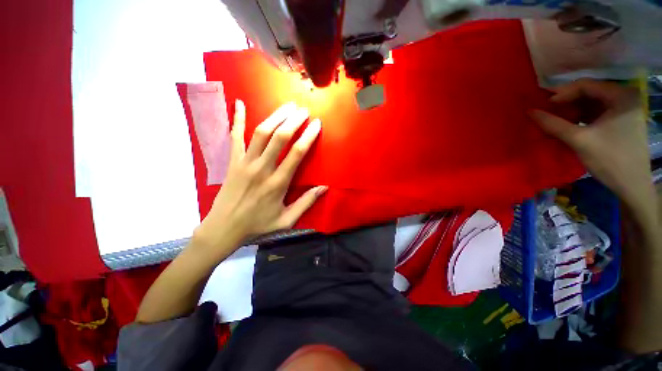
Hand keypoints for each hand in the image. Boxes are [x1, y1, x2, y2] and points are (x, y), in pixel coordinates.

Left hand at [193, 100, 326, 253]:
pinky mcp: (232, 162)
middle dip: (293, 120)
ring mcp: (244, 163)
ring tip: (287, 106)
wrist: (224, 228)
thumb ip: (306, 203)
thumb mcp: (287, 220)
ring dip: (275, 116)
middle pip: (279, 137)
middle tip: (303, 110)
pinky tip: (240, 103)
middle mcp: (261, 168)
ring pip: (260, 133)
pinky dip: (237, 119)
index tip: (317, 124)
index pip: (296, 153)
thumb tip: (324, 188)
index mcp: (277, 183)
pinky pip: (234, 136)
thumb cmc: (258, 225)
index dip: (308, 136)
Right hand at [529, 79, 652, 214]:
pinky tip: (569, 126)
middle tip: (547, 113)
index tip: (544, 107)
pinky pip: (596, 113)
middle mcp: (624, 98)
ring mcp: (623, 110)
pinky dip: (580, 118)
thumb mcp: (579, 140)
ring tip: (555, 120)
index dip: (562, 94)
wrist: (632, 186)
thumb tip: (529, 112)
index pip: (586, 85)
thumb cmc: (610, 160)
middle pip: (588, 93)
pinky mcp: (620, 121)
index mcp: (621, 96)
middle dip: (566, 103)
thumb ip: (553, 124)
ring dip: (571, 111)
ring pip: (591, 104)